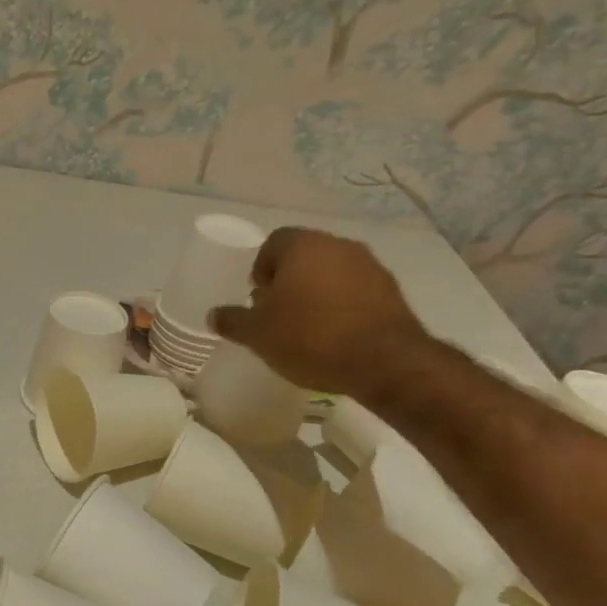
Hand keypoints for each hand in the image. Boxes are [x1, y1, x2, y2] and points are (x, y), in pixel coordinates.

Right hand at [209, 228, 431, 401]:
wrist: (384, 362)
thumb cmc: (310, 338)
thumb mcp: (258, 334)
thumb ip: (233, 321)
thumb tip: (214, 315)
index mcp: (302, 246)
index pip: (273, 243)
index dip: (261, 269)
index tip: (259, 299)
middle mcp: (338, 245)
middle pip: (304, 256)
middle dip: (289, 280)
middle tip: (279, 314)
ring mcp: (370, 266)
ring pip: (332, 272)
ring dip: (318, 292)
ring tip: (309, 327)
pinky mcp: (393, 291)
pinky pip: (357, 291)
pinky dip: (343, 305)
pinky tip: (337, 335)